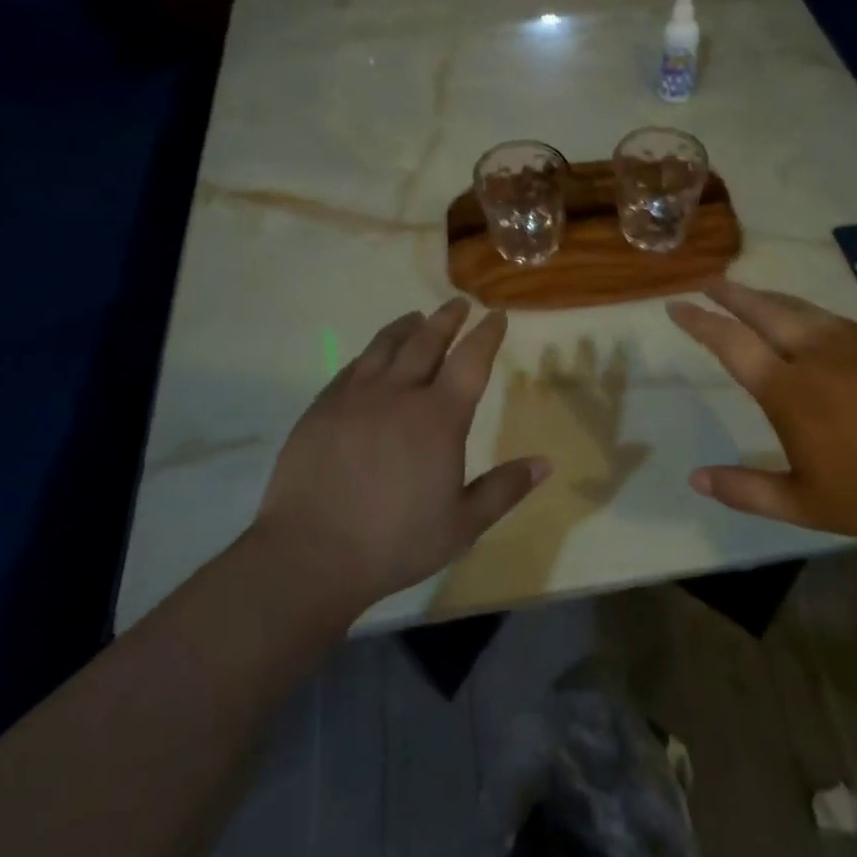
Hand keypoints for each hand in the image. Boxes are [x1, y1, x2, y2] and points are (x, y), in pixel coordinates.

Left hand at [250, 298, 551, 613]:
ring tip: (417, 317)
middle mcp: (399, 394)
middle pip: (427, 342)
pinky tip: (371, 356)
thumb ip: (504, 489)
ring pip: (385, 346)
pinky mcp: (322, 408)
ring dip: (406, 327)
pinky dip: (370, 354)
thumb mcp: (462, 525)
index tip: (495, 315)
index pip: (470, 361)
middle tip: (458, 304)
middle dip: (447, 319)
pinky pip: (351, 368)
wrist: (310, 553)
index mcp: (439, 418)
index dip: (486, 335)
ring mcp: (355, 397)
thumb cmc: (395, 542)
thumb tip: (546, 463)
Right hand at [666, 280, 856, 540]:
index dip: (700, 322)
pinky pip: (830, 317)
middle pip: (763, 310)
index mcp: (789, 391)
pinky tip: (803, 318)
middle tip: (708, 282)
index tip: (677, 307)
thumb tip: (695, 477)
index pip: (732, 343)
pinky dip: (803, 310)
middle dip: (731, 293)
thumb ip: (746, 490)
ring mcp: (852, 344)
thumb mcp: (803, 505)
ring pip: (798, 307)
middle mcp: (815, 355)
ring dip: (765, 297)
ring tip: (746, 293)